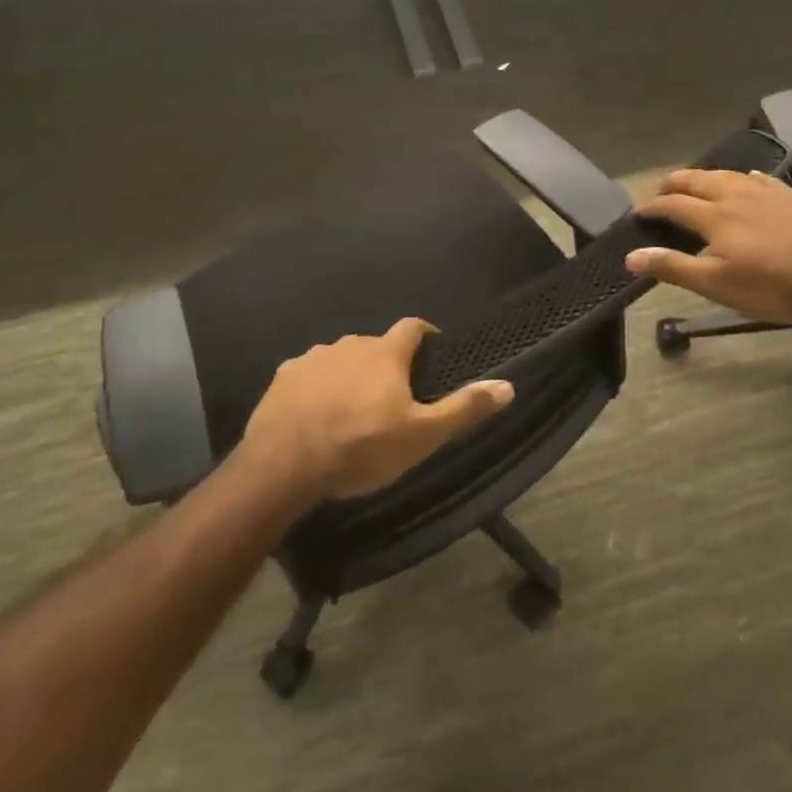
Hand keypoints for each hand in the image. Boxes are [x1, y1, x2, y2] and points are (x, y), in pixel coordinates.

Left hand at [241, 318, 513, 501]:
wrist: (285, 464)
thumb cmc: (361, 447)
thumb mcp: (421, 436)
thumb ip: (463, 408)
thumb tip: (508, 385)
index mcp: (385, 353)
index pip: (412, 327)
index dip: (424, 335)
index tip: (431, 351)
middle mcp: (350, 344)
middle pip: (375, 346)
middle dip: (385, 364)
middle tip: (391, 397)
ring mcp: (313, 358)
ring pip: (340, 359)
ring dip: (350, 375)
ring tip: (351, 409)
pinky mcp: (284, 376)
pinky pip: (308, 375)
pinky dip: (317, 388)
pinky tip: (314, 415)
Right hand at [624, 169, 791, 325]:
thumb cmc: (772, 285)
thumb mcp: (717, 285)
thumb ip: (673, 267)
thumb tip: (631, 256)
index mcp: (714, 215)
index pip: (673, 205)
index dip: (653, 208)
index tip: (639, 213)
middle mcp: (735, 195)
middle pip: (697, 180)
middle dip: (675, 183)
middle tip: (660, 190)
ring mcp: (766, 192)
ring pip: (727, 175)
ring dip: (705, 177)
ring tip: (696, 183)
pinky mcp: (790, 197)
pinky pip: (759, 178)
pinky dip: (742, 177)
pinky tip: (746, 180)